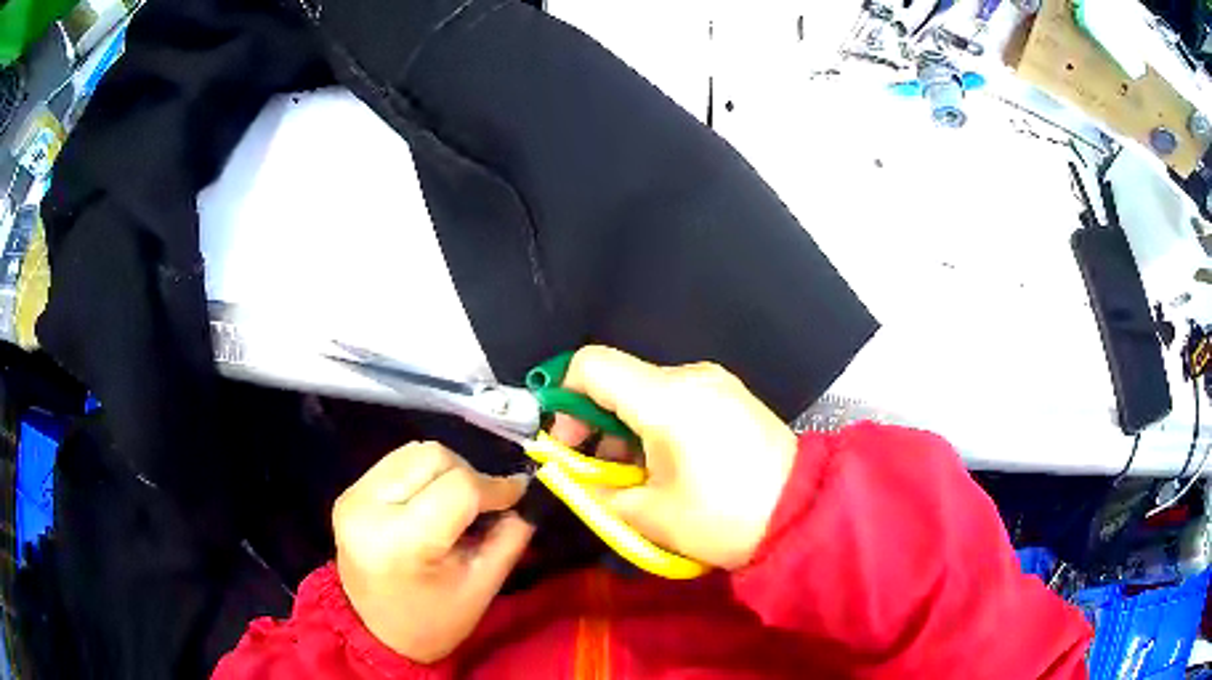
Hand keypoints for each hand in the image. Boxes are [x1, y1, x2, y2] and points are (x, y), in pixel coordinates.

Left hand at [332, 442, 532, 662]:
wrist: (377, 634)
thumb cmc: (434, 621)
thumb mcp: (481, 588)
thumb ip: (508, 539)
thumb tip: (522, 500)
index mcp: (400, 540)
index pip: (458, 487)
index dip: (496, 487)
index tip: (519, 495)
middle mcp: (367, 507)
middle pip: (433, 457)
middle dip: (469, 474)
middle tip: (486, 504)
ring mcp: (353, 495)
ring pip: (415, 452)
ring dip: (446, 470)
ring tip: (457, 504)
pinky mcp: (349, 492)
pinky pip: (397, 463)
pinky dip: (424, 474)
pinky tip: (431, 503)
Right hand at [552, 346, 796, 569]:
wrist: (804, 514)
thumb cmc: (724, 517)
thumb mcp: (649, 514)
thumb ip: (595, 490)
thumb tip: (569, 474)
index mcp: (666, 397)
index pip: (591, 365)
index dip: (562, 397)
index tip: (564, 441)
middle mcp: (690, 375)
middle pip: (619, 380)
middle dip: (594, 423)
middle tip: (596, 472)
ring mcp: (716, 382)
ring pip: (647, 392)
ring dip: (626, 429)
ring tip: (636, 478)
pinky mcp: (732, 396)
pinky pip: (677, 399)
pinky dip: (656, 426)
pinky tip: (668, 466)